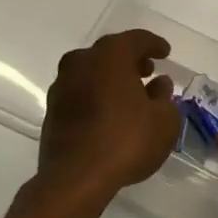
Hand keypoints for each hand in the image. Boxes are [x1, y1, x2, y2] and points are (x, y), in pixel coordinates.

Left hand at [37, 30, 182, 201]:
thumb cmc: (126, 141)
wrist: (75, 178)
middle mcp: (82, 62)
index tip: (165, 52)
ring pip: (92, 71)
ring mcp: (62, 85)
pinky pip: (80, 92)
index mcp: (110, 55)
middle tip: (148, 71)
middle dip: (131, 59)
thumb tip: (159, 83)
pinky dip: (96, 95)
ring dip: (111, 78)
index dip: (154, 44)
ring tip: (130, 94)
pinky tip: (108, 112)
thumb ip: (164, 96)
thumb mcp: (163, 120)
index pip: (137, 39)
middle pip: (110, 52)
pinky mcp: (52, 109)